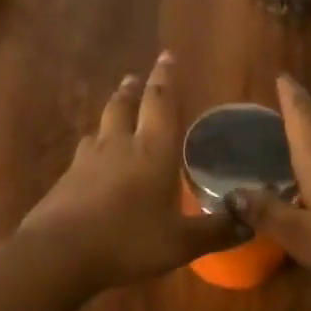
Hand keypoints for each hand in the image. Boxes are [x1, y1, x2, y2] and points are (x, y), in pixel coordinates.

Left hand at [20, 52, 239, 289]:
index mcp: (152, 151)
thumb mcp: (181, 242)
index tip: (167, 56)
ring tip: (115, 112)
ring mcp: (87, 161)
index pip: (160, 102)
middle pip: (123, 106)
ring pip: (100, 127)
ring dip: (111, 114)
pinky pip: (84, 154)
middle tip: (135, 78)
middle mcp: (119, 146)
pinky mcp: (65, 180)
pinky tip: (92, 161)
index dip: (165, 78)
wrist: (58, 254)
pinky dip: (93, 148)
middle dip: (132, 90)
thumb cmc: (128, 241)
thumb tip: (251, 223)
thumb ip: (216, 231)